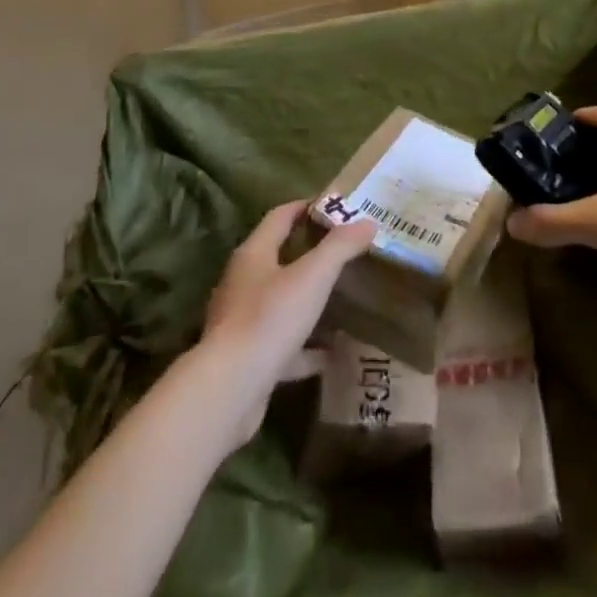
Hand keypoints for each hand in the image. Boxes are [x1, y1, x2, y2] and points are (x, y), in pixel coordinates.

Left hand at [197, 201, 377, 446]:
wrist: (229, 391)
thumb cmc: (270, 319)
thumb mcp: (313, 276)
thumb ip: (340, 247)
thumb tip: (368, 222)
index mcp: (254, 254)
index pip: (280, 217)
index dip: (306, 206)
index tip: (334, 205)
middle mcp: (243, 283)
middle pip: (278, 257)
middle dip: (310, 253)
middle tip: (345, 250)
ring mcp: (242, 322)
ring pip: (281, 302)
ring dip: (307, 300)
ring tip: (341, 299)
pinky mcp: (247, 359)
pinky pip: (283, 344)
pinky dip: (306, 347)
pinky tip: (331, 354)